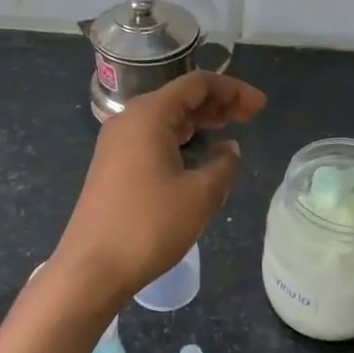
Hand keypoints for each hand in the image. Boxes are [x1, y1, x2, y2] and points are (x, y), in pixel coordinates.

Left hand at [51, 71, 266, 299]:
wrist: (92, 268)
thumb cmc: (149, 226)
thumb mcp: (200, 195)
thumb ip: (223, 164)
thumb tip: (228, 148)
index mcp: (149, 115)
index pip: (197, 84)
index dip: (234, 90)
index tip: (262, 106)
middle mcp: (129, 119)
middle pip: (180, 96)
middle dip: (218, 102)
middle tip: (251, 116)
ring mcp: (116, 142)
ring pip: (165, 117)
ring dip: (199, 119)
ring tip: (229, 128)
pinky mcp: (112, 165)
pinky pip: (152, 137)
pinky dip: (180, 137)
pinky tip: (197, 152)